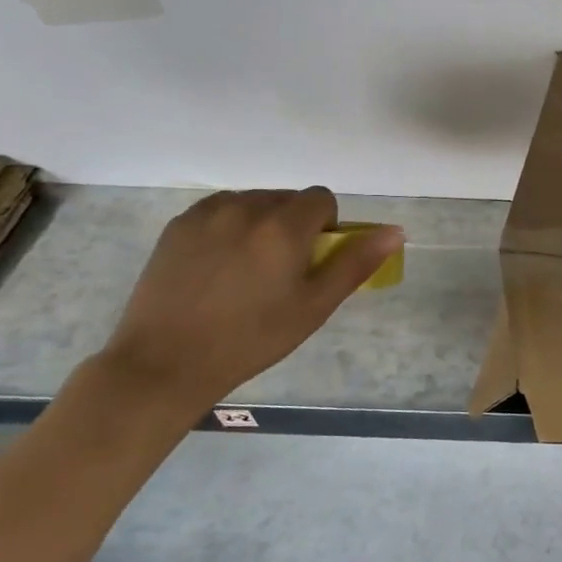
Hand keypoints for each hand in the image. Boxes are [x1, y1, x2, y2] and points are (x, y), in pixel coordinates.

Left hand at [101, 187, 402, 410]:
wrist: (165, 362)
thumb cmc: (251, 339)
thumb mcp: (314, 307)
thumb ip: (355, 263)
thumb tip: (395, 231)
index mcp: (283, 227)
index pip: (321, 199)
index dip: (326, 226)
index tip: (313, 260)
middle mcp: (246, 208)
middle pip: (287, 198)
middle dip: (294, 224)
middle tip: (282, 270)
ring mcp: (206, 214)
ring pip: (253, 202)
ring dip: (261, 223)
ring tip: (247, 269)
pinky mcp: (177, 225)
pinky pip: (219, 210)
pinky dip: (229, 227)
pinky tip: (217, 266)